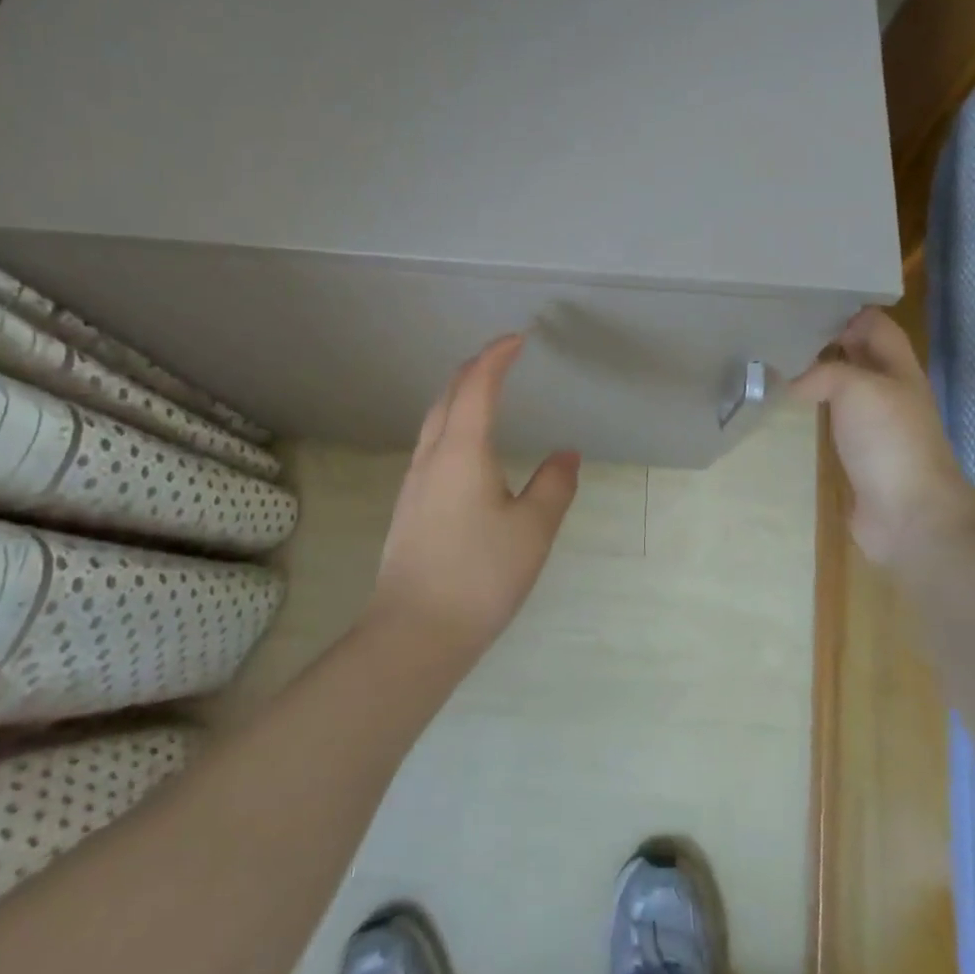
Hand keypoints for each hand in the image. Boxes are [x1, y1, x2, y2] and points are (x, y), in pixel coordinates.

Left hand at [366, 334, 580, 663]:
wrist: (413, 634)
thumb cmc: (479, 575)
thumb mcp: (532, 530)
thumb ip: (554, 486)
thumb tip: (566, 455)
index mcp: (462, 451)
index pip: (477, 386)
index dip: (496, 356)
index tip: (517, 339)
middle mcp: (432, 457)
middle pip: (448, 396)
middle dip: (474, 369)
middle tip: (502, 358)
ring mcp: (414, 483)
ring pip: (434, 421)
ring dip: (459, 396)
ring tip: (484, 393)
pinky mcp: (408, 507)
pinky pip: (431, 445)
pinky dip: (451, 424)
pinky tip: (465, 448)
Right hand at [792, 306, 974, 574]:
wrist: (910, 514)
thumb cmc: (890, 440)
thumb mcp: (857, 388)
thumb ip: (823, 373)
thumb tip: (791, 381)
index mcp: (898, 368)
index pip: (876, 325)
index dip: (848, 310)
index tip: (807, 300)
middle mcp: (887, 391)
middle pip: (858, 354)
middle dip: (827, 339)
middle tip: (782, 327)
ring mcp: (873, 425)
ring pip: (843, 387)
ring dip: (816, 374)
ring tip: (776, 360)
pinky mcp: (857, 453)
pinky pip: (832, 420)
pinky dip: (812, 409)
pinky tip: (786, 405)